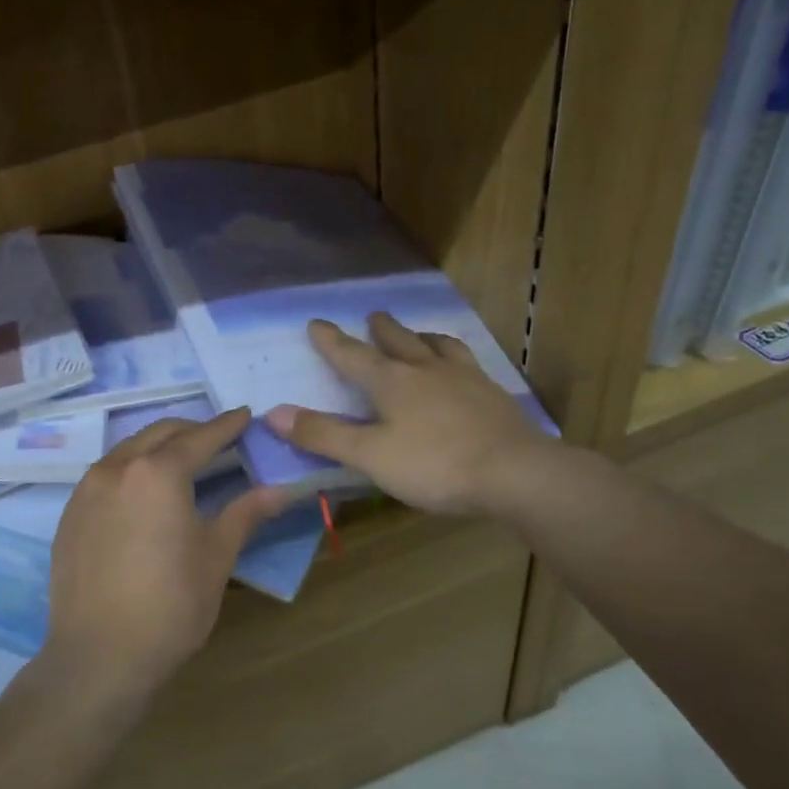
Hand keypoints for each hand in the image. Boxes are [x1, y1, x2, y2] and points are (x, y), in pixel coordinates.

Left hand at [46, 409, 289, 704]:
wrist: (98, 657)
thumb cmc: (170, 606)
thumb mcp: (216, 557)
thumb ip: (245, 513)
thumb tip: (282, 489)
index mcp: (158, 473)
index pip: (200, 437)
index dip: (227, 425)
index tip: (245, 415)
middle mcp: (117, 468)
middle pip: (160, 433)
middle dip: (192, 430)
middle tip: (218, 439)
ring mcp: (86, 490)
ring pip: (128, 450)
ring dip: (158, 447)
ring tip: (181, 462)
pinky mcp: (69, 514)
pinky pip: (105, 475)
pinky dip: (131, 470)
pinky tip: (143, 495)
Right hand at [264, 313, 552, 517]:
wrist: (514, 473)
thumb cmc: (434, 465)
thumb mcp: (370, 455)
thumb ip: (324, 434)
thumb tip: (273, 413)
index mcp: (392, 382)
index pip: (353, 355)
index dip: (332, 341)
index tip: (317, 322)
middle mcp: (427, 370)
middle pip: (399, 341)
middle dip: (382, 330)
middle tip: (373, 316)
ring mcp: (465, 379)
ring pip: (439, 346)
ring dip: (423, 337)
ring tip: (420, 334)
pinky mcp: (493, 395)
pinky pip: (469, 364)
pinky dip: (456, 358)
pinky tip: (462, 368)